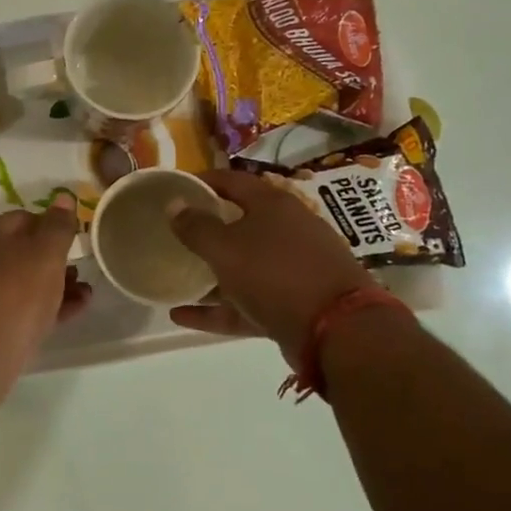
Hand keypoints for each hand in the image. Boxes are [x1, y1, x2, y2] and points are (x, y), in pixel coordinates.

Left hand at [0, 196, 90, 372]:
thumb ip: (57, 226)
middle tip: (83, 269)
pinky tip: (73, 312)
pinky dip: (47, 307)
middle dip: (56, 260)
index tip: (76, 238)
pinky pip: (21, 308)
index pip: (24, 218)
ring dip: (56, 285)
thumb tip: (62, 196)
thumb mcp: (45, 254)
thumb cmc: (15, 293)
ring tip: (85, 293)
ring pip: (24, 283)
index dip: (52, 225)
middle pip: (23, 252)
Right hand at [166, 170, 369, 368]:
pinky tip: (181, 315)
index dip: (202, 181)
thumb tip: (174, 204)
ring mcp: (293, 269)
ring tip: (176, 276)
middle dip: (207, 228)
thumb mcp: (225, 247)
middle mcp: (287, 231)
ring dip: (210, 273)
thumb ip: (196, 227)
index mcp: (273, 205)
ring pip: (243, 266)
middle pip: (240, 223)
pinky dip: (217, 308)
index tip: (175, 188)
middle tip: (174, 233)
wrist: (337, 330)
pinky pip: (246, 302)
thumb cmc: (275, 273)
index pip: (232, 181)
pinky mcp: (293, 304)